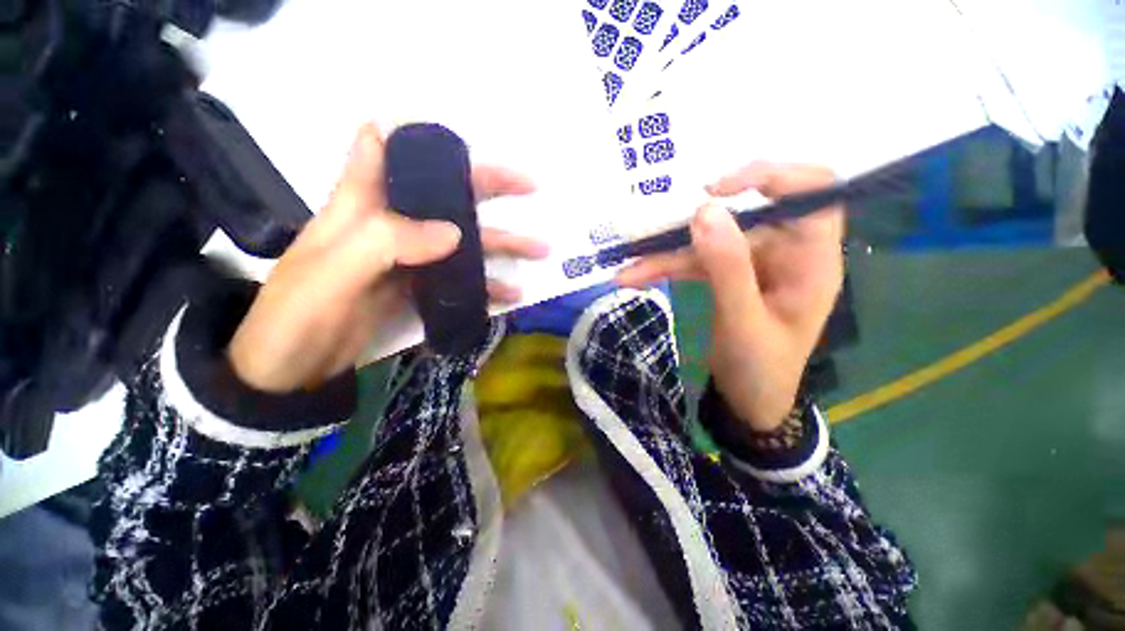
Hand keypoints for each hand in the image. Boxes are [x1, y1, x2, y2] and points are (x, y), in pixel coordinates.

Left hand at [228, 124, 548, 392]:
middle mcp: (389, 225)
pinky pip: (459, 278)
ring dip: (501, 244)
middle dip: (487, 187)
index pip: (383, 147)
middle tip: (529, 188)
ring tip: (539, 250)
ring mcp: (407, 259)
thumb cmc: (299, 317)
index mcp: (359, 206)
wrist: (292, 372)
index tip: (462, 137)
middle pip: (444, 195)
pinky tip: (509, 293)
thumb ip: (388, 242)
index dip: (419, 135)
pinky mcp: (416, 288)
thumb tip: (456, 231)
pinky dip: (486, 284)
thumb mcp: (334, 274)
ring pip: (462, 240)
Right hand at [617, 163, 843, 431]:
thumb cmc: (760, 369)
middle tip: (653, 230)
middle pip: (744, 216)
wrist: (750, 401)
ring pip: (710, 243)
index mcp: (812, 259)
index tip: (717, 190)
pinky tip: (636, 276)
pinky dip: (667, 268)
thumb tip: (705, 211)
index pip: (813, 191)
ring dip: (667, 254)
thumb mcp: (742, 321)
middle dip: (694, 226)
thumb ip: (727, 267)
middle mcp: (786, 252)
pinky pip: (697, 263)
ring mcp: (754, 264)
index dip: (771, 176)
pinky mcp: (730, 276)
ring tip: (629, 269)